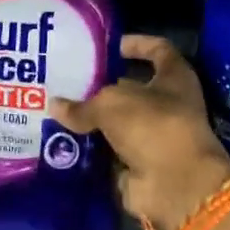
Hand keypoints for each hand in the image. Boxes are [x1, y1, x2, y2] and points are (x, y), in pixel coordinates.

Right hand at [49, 35, 229, 229]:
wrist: (174, 185)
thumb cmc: (153, 127)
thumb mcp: (112, 105)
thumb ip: (83, 105)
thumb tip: (56, 106)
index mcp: (174, 77)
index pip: (157, 50)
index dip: (135, 44)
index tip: (108, 45)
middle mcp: (166, 104)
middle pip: (130, 87)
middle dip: (99, 85)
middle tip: (64, 79)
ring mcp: (152, 135)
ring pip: (115, 121)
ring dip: (90, 118)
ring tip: (55, 107)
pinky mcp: (137, 162)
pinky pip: (107, 149)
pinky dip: (88, 147)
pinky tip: (59, 138)